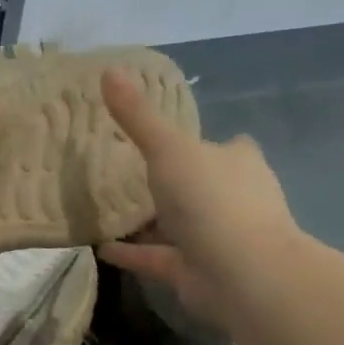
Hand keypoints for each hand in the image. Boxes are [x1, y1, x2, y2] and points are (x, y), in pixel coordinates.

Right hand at [97, 69, 298, 324]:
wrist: (242, 274)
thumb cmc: (211, 198)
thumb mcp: (168, 147)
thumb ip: (138, 116)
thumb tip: (109, 70)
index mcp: (238, 163)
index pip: (231, 147)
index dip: (210, 142)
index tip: (176, 137)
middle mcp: (234, 199)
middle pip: (205, 184)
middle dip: (177, 180)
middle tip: (132, 169)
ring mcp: (218, 239)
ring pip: (180, 224)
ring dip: (153, 220)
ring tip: (110, 207)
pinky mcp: (197, 272)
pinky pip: (158, 257)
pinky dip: (134, 252)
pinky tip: (101, 246)